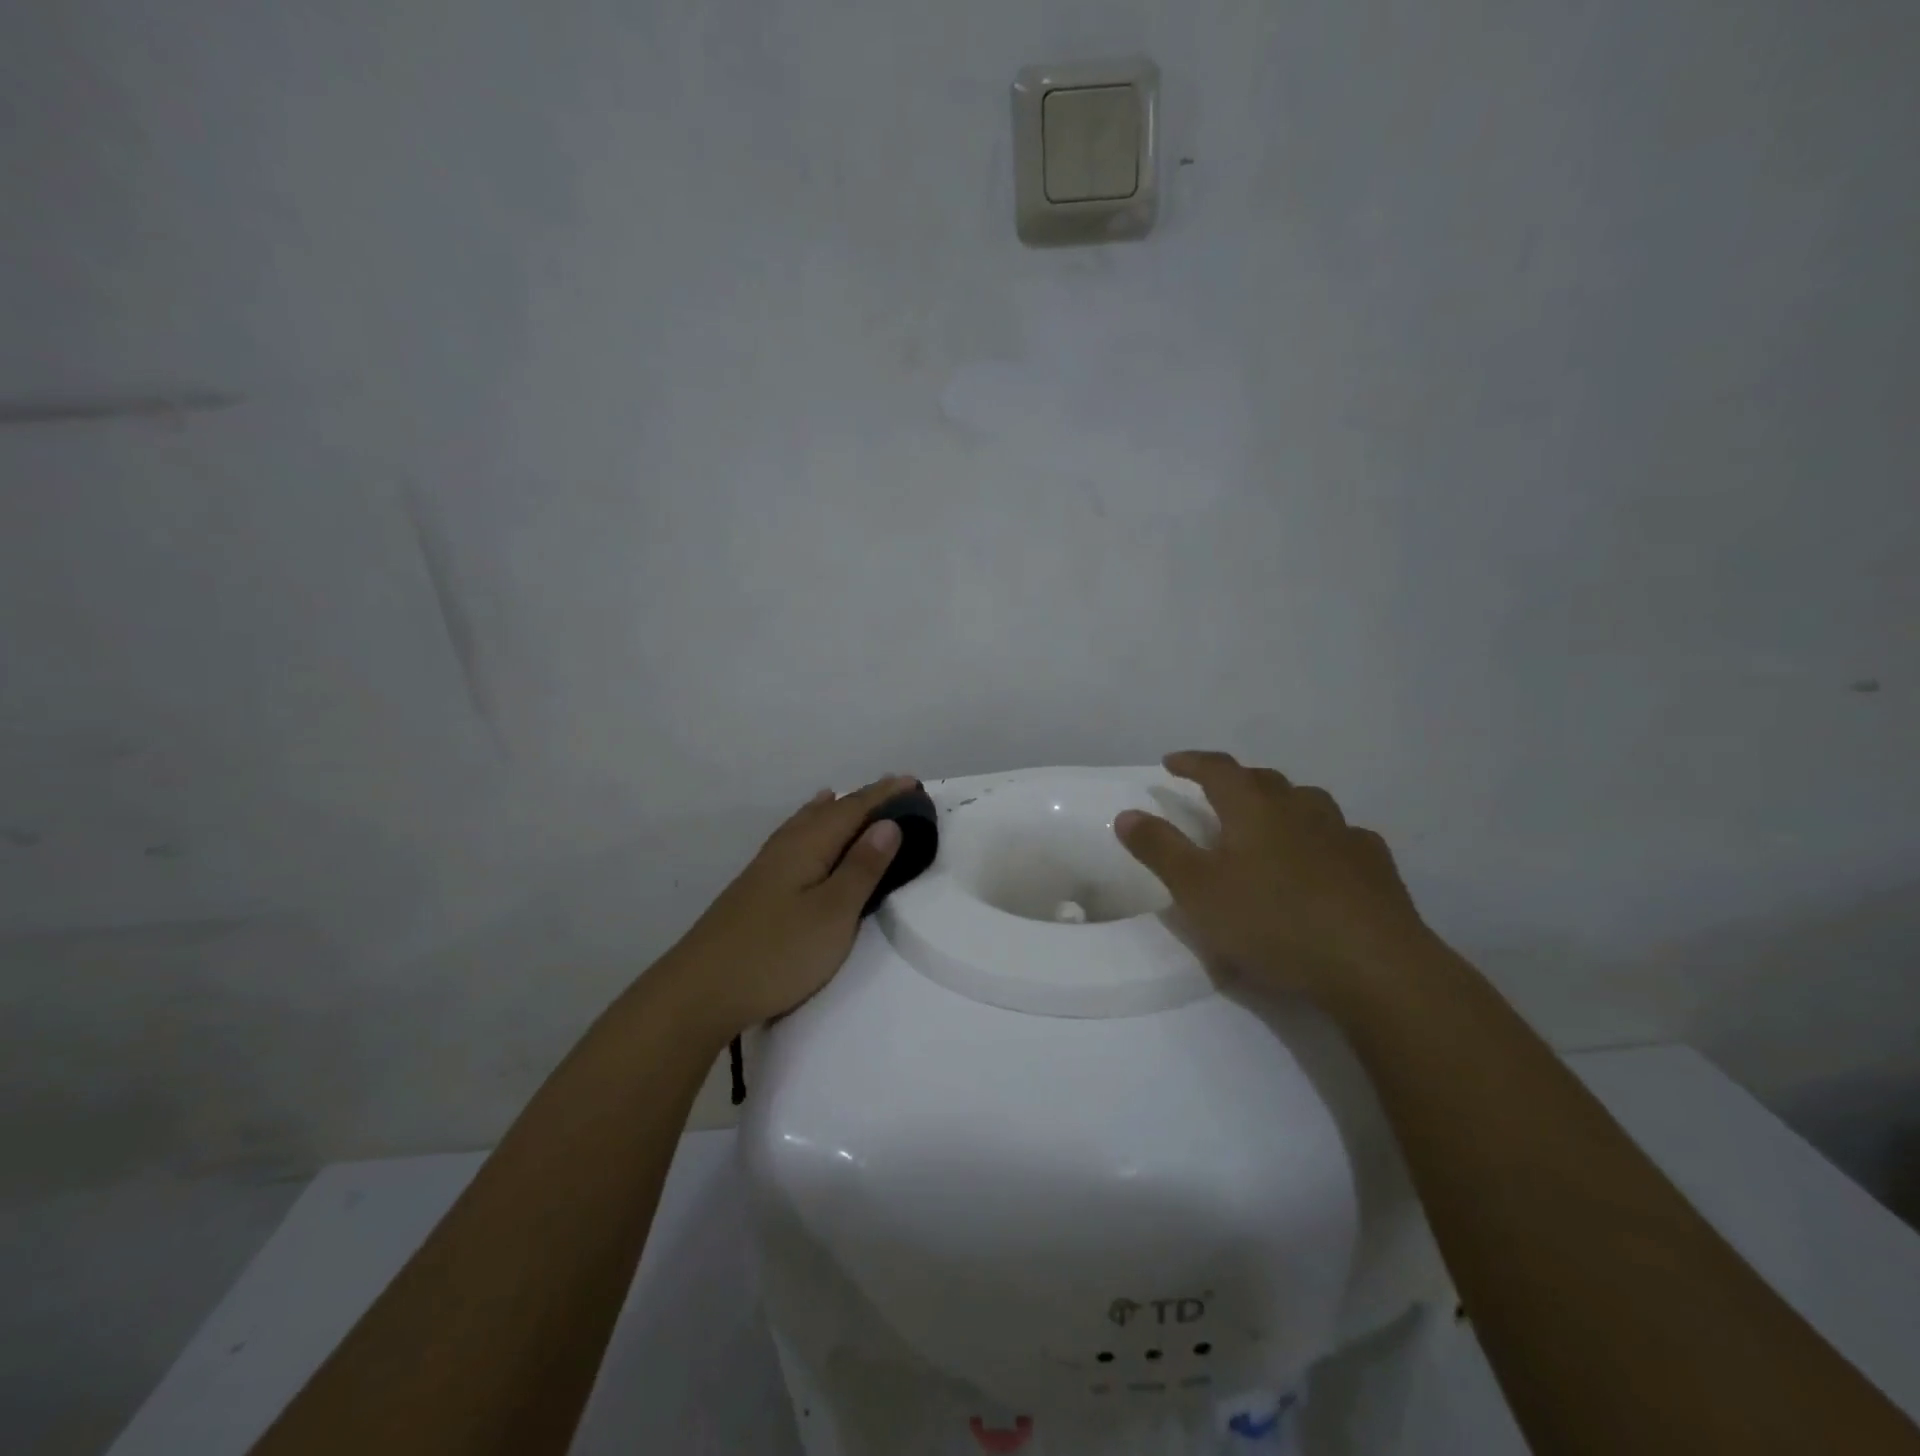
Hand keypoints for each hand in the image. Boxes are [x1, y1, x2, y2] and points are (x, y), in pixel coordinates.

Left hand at [657, 775, 913, 1039]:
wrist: (701, 991)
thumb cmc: (777, 953)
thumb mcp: (833, 913)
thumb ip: (862, 868)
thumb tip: (887, 824)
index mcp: (808, 846)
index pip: (853, 809)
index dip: (884, 795)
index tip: (913, 782)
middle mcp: (785, 847)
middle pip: (829, 812)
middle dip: (862, 799)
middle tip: (893, 790)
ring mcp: (765, 868)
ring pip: (805, 824)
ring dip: (832, 811)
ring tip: (844, 797)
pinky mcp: (754, 889)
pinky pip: (792, 840)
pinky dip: (808, 827)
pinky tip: (800, 837)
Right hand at [1114, 752, 1431, 1002]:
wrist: (1372, 964)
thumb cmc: (1272, 921)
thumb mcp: (1197, 890)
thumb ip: (1159, 848)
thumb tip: (1126, 813)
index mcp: (1253, 809)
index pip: (1217, 770)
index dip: (1192, 762)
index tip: (1172, 763)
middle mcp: (1299, 809)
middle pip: (1263, 780)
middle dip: (1236, 781)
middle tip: (1217, 793)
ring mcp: (1343, 834)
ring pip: (1308, 802)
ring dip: (1283, 803)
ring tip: (1271, 822)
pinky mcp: (1375, 865)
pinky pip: (1344, 837)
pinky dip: (1324, 839)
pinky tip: (1325, 861)